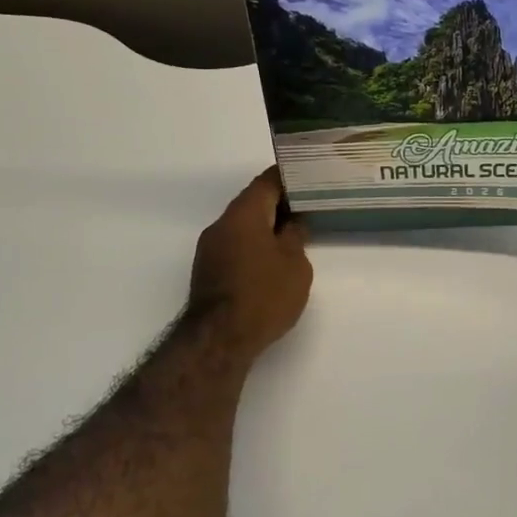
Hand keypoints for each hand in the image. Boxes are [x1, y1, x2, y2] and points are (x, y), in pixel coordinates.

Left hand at [188, 167, 312, 360]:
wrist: (219, 339)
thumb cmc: (264, 294)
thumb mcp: (295, 264)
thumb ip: (295, 237)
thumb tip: (293, 224)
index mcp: (244, 214)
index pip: (266, 181)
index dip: (289, 176)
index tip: (309, 176)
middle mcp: (222, 224)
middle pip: (253, 202)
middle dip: (279, 202)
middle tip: (308, 206)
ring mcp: (210, 248)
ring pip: (243, 225)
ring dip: (266, 225)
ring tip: (295, 233)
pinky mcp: (208, 270)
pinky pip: (236, 244)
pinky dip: (255, 244)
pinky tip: (273, 258)